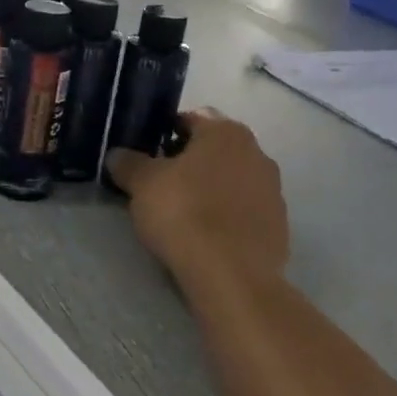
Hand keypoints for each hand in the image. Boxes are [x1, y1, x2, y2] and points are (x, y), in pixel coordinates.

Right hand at [107, 109, 288, 282]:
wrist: (232, 276)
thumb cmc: (184, 213)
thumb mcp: (142, 184)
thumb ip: (128, 163)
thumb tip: (117, 155)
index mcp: (226, 132)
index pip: (189, 119)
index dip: (163, 133)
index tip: (145, 154)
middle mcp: (257, 153)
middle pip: (213, 150)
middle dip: (187, 162)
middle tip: (158, 183)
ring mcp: (273, 191)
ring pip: (230, 181)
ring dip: (209, 189)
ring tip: (181, 213)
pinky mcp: (279, 227)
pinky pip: (243, 212)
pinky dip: (225, 217)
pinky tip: (205, 236)